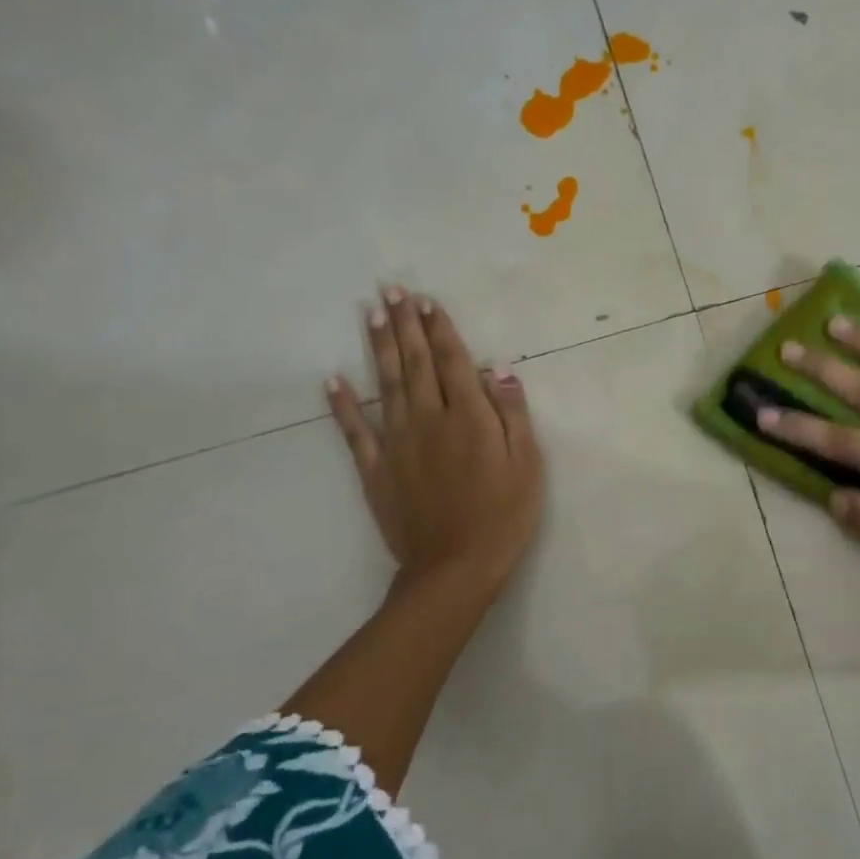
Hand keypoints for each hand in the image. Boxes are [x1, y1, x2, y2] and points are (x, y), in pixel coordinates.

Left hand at [326, 287, 542, 598]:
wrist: (455, 568)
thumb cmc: (504, 516)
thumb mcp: (527, 465)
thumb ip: (513, 415)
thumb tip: (498, 370)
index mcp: (469, 418)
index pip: (452, 361)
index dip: (440, 329)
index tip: (427, 301)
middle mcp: (429, 420)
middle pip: (414, 363)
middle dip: (404, 325)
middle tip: (391, 290)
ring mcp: (397, 443)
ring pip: (384, 384)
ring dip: (377, 347)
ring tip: (370, 314)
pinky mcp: (376, 469)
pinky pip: (354, 430)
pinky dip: (342, 404)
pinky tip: (332, 379)